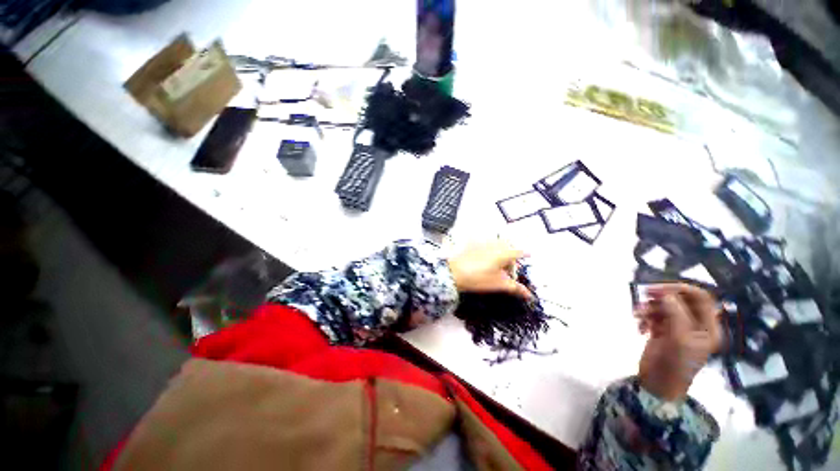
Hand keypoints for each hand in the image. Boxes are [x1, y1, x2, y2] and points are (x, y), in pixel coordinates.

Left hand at [448, 241, 530, 298]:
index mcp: (504, 253)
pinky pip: (485, 243)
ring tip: (495, 265)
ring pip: (497, 244)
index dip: (524, 253)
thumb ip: (515, 287)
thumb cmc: (478, 278)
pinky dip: (489, 249)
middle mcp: (495, 244)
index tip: (529, 254)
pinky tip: (483, 258)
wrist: (453, 272)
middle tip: (506, 270)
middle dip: (510, 256)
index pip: (519, 252)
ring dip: (500, 252)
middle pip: (508, 247)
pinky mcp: (472, 243)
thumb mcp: (498, 284)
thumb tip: (529, 294)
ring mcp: (483, 242)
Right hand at [636, 283, 721, 400]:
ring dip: (650, 308)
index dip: (682, 289)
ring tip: (637, 316)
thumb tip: (666, 294)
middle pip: (681, 300)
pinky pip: (654, 316)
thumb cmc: (674, 365)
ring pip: (665, 307)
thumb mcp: (678, 339)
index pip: (701, 298)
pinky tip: (639, 327)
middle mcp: (695, 325)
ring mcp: (679, 328)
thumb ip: (675, 314)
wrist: (658, 385)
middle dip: (662, 297)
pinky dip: (645, 318)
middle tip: (644, 294)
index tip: (659, 289)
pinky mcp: (663, 332)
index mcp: (708, 327)